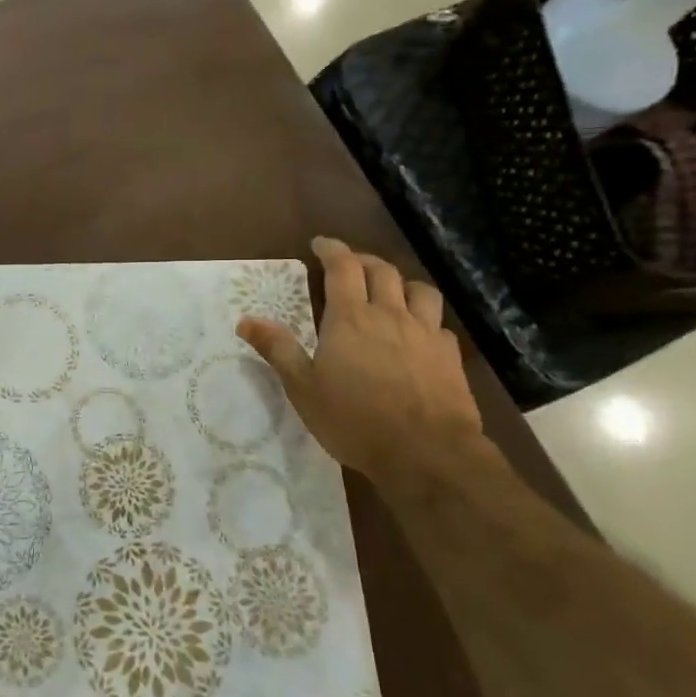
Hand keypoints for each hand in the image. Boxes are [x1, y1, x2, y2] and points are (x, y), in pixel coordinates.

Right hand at [239, 236, 483, 487]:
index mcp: (351, 318)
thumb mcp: (303, 388)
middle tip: (349, 265)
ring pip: (419, 290)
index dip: (332, 249)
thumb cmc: (354, 420)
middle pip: (382, 271)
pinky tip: (419, 335)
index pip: (343, 267)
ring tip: (390, 291)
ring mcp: (425, 334)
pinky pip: (439, 325)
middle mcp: (390, 315)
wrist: (426, 452)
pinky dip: (425, 319)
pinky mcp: (450, 357)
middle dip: (363, 260)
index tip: (321, 243)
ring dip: (401, 283)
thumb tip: (245, 320)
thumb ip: (278, 349)